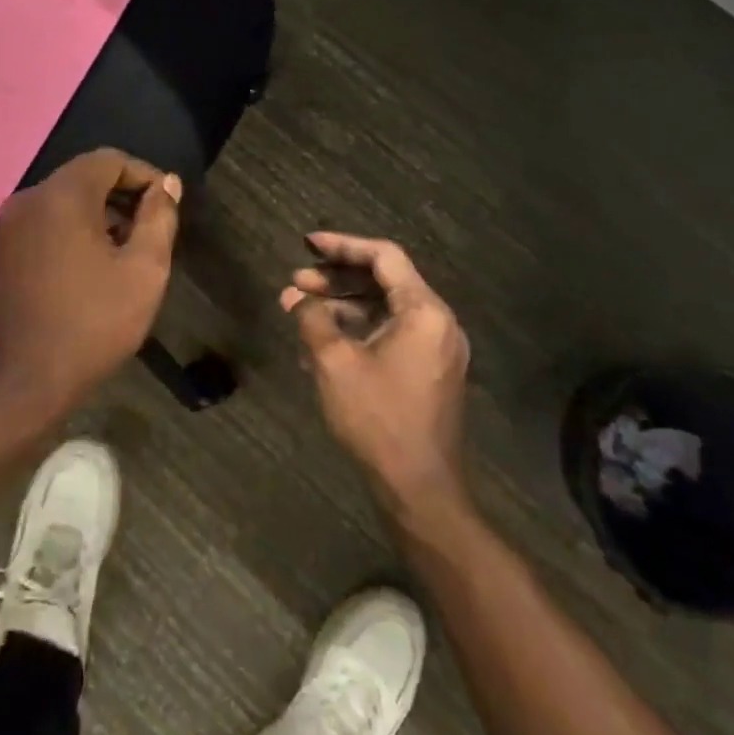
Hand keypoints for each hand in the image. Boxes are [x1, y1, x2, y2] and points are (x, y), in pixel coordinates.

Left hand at [0, 148, 182, 417]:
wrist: (30, 381)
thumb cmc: (95, 322)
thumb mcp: (145, 270)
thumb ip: (159, 217)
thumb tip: (167, 183)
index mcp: (62, 195)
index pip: (110, 160)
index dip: (144, 176)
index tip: (166, 207)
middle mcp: (29, 198)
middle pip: (85, 176)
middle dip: (122, 195)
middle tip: (150, 230)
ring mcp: (9, 224)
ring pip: (64, 198)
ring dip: (99, 212)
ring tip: (125, 249)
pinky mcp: (2, 248)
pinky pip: (45, 219)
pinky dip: (72, 227)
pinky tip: (91, 263)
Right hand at [282, 233, 471, 512]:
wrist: (419, 490)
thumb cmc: (378, 419)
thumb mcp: (335, 363)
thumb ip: (314, 319)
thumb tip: (298, 298)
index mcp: (424, 311)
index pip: (384, 257)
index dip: (343, 245)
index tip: (308, 244)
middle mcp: (437, 323)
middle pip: (384, 281)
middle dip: (336, 279)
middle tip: (296, 283)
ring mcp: (435, 349)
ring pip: (384, 310)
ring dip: (342, 307)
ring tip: (299, 312)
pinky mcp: (428, 372)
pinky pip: (390, 335)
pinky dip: (357, 332)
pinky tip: (320, 343)